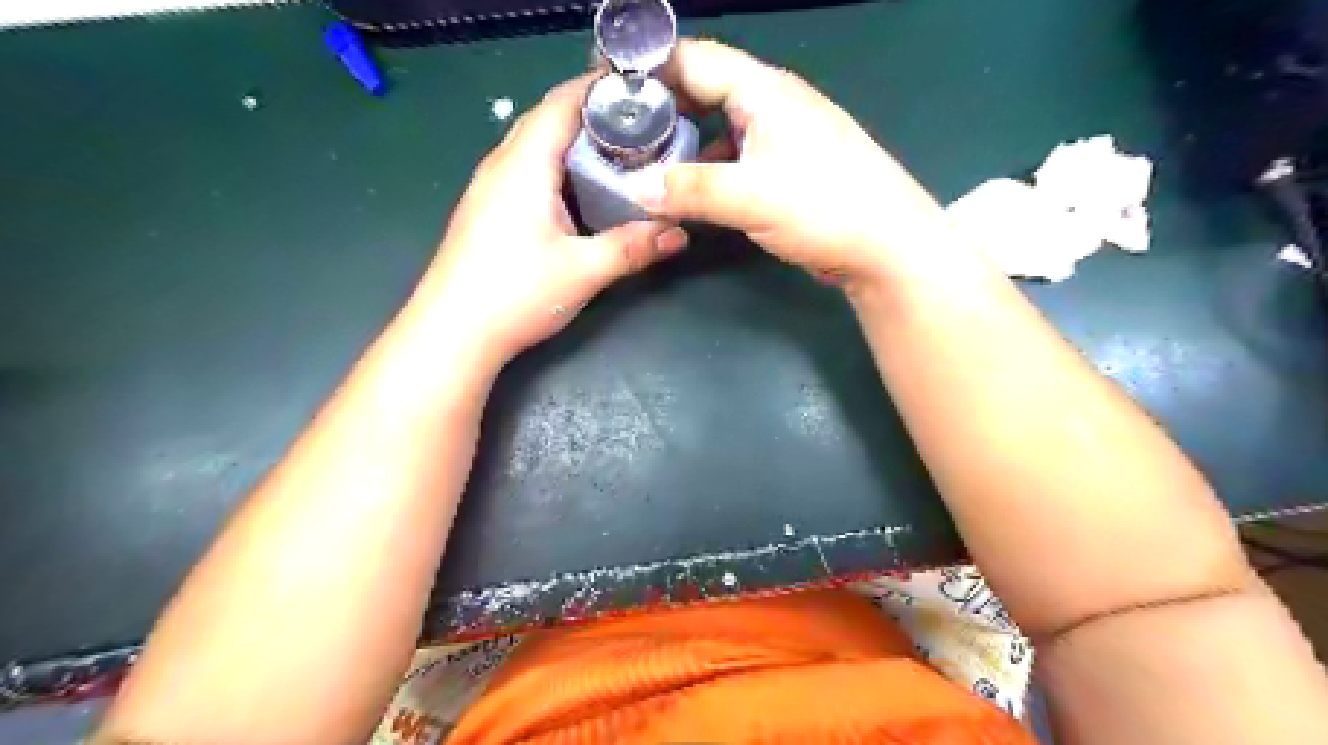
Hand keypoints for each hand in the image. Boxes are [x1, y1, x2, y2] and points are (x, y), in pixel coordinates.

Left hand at [415, 72, 683, 363]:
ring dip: (574, 143)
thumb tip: (680, 233)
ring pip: (535, 146)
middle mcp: (502, 164)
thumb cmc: (515, 294)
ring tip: (619, 153)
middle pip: (548, 119)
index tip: (643, 91)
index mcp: (524, 164)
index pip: (562, 102)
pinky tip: (582, 192)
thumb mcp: (583, 270)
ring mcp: (489, 188)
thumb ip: (633, 248)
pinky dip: (558, 168)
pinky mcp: (487, 211)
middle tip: (639, 125)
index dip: (600, 88)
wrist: (452, 334)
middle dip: (592, 115)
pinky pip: (527, 172)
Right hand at [641, 38, 944, 291]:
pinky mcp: (787, 169)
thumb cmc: (825, 208)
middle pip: (706, 89)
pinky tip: (689, 189)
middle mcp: (772, 104)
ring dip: (685, 140)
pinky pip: (736, 156)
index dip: (651, 67)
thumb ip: (690, 190)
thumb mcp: (751, 197)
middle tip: (620, 129)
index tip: (608, 84)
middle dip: (662, 105)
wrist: (886, 247)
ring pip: (720, 126)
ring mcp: (782, 137)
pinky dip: (708, 167)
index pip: (696, 59)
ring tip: (645, 159)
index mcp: (765, 91)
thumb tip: (636, 189)